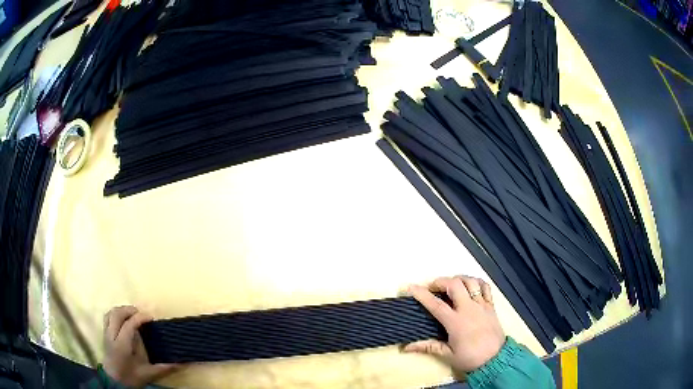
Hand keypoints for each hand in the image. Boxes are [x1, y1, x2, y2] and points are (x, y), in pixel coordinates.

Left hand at [103, 306, 179, 387]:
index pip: (129, 325)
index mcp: (122, 345)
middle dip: (130, 310)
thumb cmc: (131, 377)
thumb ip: (163, 368)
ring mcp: (106, 334)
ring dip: (122, 310)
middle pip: (117, 314)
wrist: (115, 382)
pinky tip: (123, 318)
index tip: (151, 318)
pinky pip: (107, 317)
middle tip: (142, 313)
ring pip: (111, 313)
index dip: (140, 318)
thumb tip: (181, 363)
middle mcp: (112, 336)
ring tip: (133, 313)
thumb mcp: (148, 374)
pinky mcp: (104, 334)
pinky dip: (115, 313)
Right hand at [404, 276, 505, 373]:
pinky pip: (485, 287)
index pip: (436, 304)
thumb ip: (428, 347)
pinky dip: (476, 282)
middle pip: (455, 285)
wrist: (496, 359)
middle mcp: (469, 309)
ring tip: (450, 284)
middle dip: (441, 281)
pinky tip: (470, 286)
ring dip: (458, 279)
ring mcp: (482, 305)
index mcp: (456, 322)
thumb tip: (406, 348)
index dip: (422, 294)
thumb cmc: (470, 358)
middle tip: (433, 287)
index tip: (411, 287)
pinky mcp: (491, 306)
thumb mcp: (448, 354)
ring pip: (471, 282)